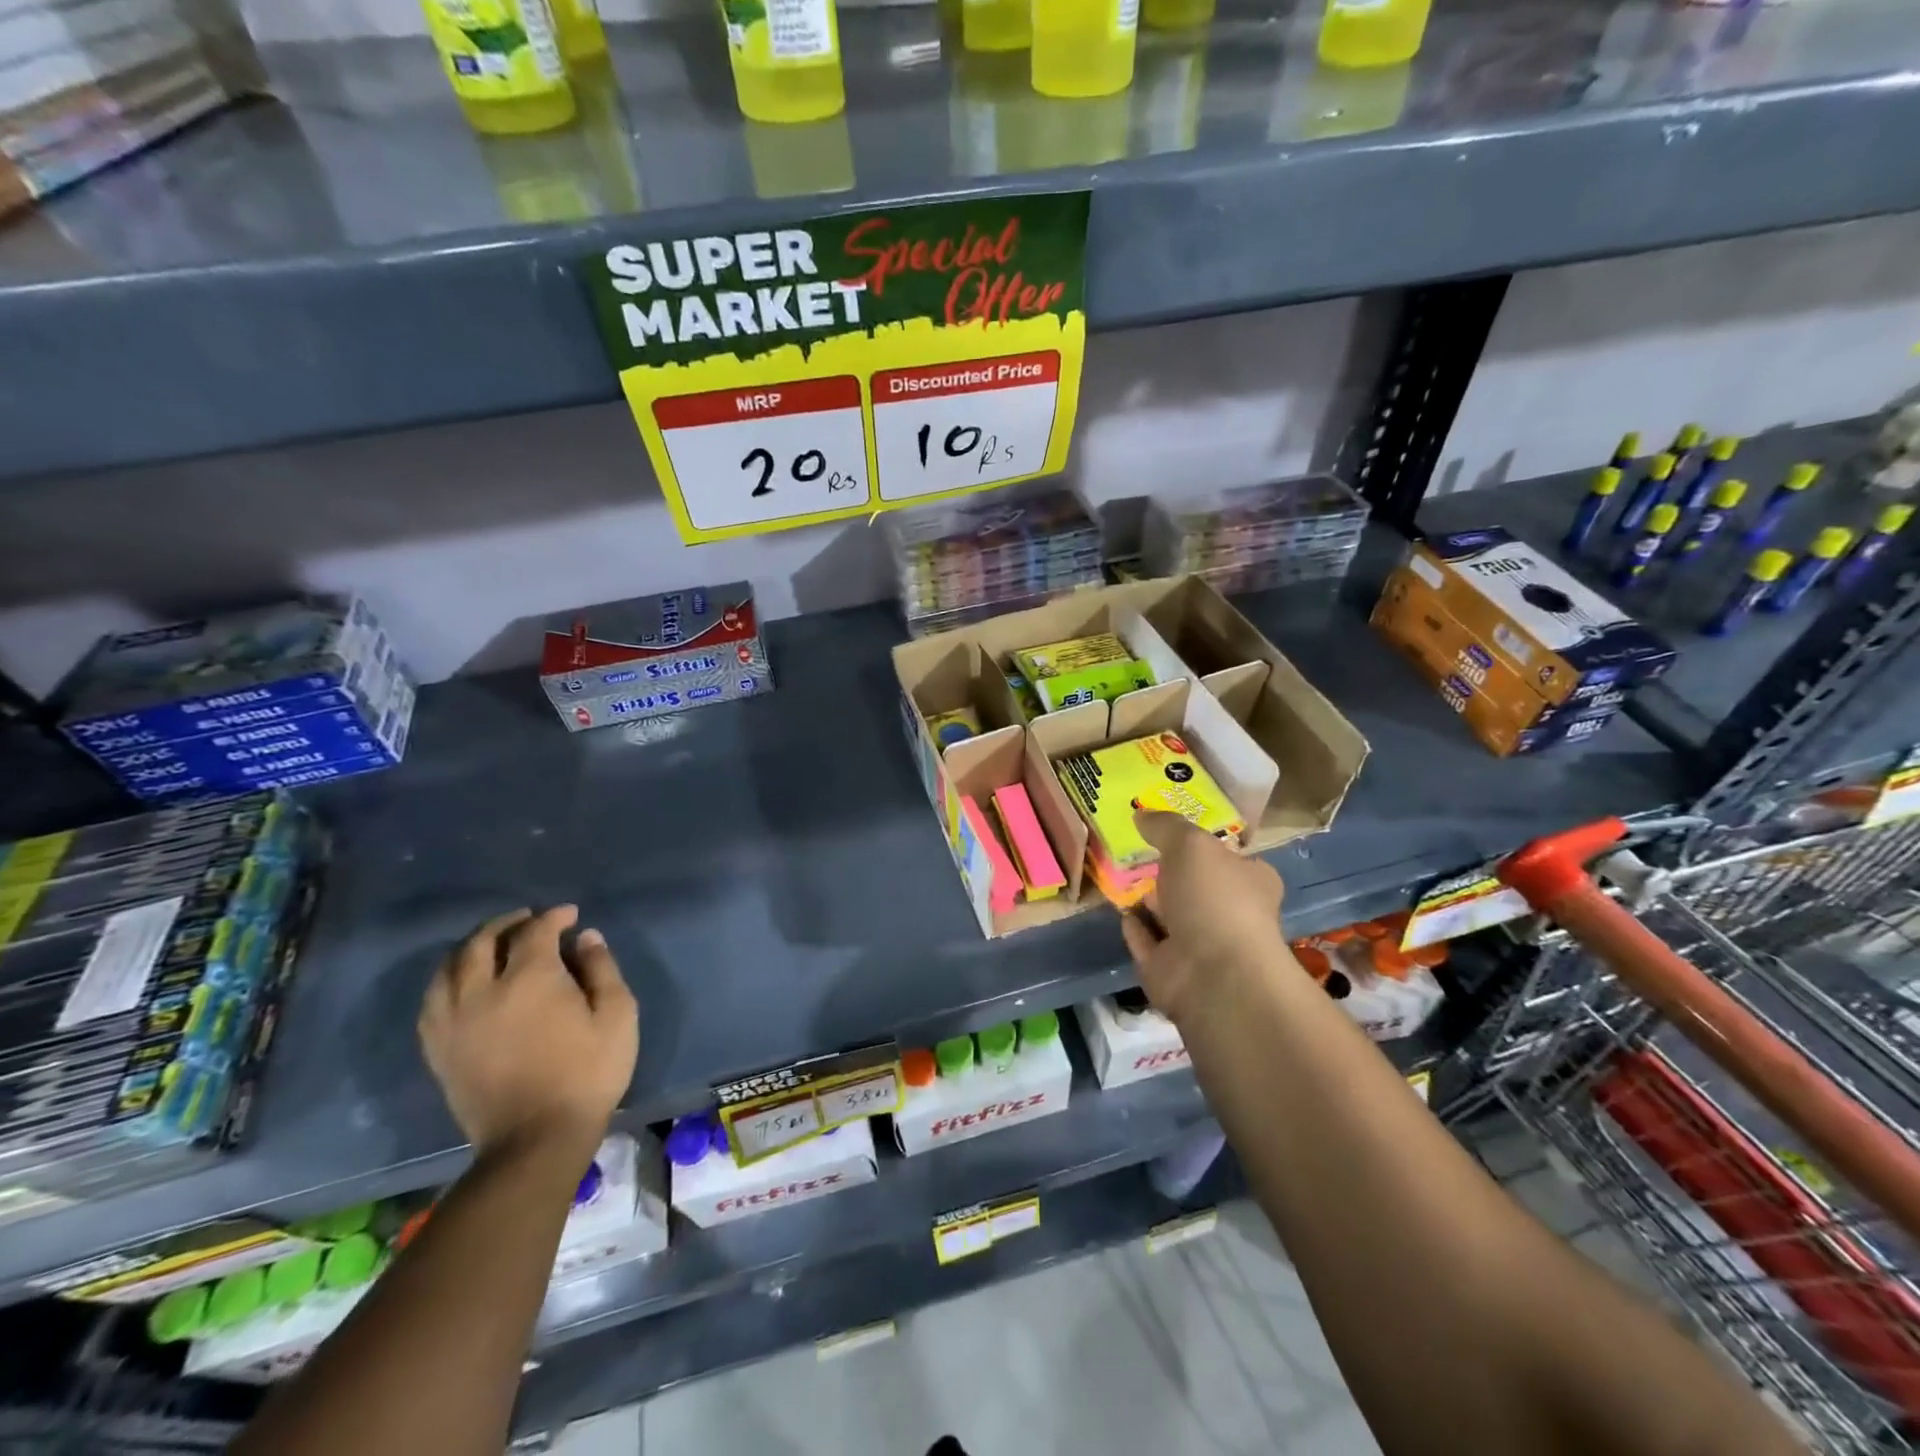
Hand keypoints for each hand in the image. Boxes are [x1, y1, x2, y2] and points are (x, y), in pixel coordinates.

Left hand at [418, 905, 638, 1156]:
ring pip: (448, 967)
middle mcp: (482, 991)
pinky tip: (462, 982)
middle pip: (482, 941)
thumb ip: (602, 969)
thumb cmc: (587, 1073)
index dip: (554, 917)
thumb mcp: (617, 1015)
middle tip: (529, 919)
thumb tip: (586, 938)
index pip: (535, 931)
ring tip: (491, 944)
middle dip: (507, 923)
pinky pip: (432, 1000)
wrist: (536, 1139)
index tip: (571, 916)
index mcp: (530, 979)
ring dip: (471, 946)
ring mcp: (453, 1021)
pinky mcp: (438, 1048)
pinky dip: (447, 979)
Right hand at [1119, 811, 1287, 1022]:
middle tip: (1141, 853)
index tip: (1176, 832)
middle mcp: (1229, 914)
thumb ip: (1166, 826)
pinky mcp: (1170, 971)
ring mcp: (1200, 946)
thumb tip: (1141, 814)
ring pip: (1170, 917)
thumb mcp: (1190, 844)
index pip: (1231, 858)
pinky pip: (1148, 943)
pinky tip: (1121, 912)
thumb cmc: (1214, 898)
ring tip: (1123, 877)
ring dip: (1151, 902)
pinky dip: (1136, 929)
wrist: (1212, 974)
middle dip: (1173, 874)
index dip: (1206, 845)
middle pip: (1198, 887)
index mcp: (1250, 881)